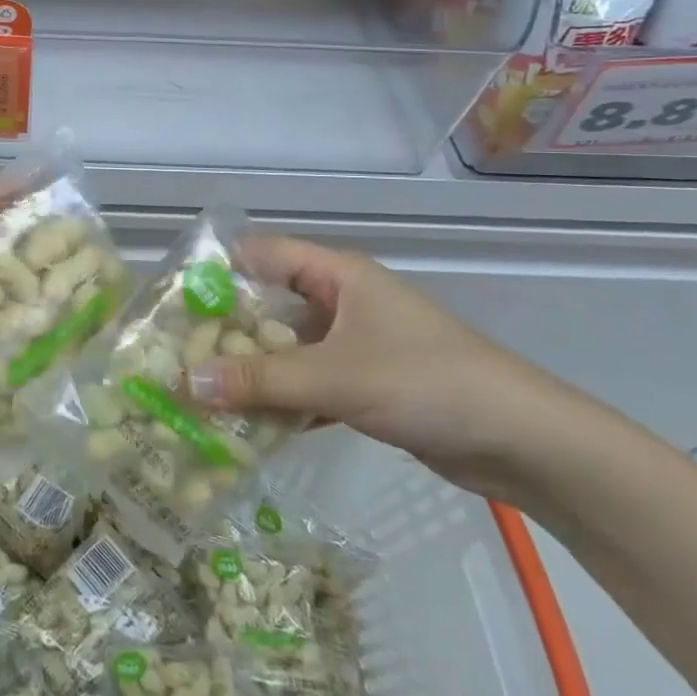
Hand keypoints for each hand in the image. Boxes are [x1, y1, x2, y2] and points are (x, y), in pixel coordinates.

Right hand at [184, 236, 598, 502]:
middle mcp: (342, 301)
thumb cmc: (426, 382)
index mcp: (337, 275)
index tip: (174, 302)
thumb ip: (260, 381)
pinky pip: (309, 385)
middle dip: (227, 332)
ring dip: (252, 373)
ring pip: (288, 350)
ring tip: (200, 395)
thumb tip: (185, 382)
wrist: (522, 440)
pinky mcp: (367, 385)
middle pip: (270, 306)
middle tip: (177, 356)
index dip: (219, 272)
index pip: (262, 254)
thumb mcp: (335, 377)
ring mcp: (355, 345)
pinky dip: (282, 402)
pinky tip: (247, 428)